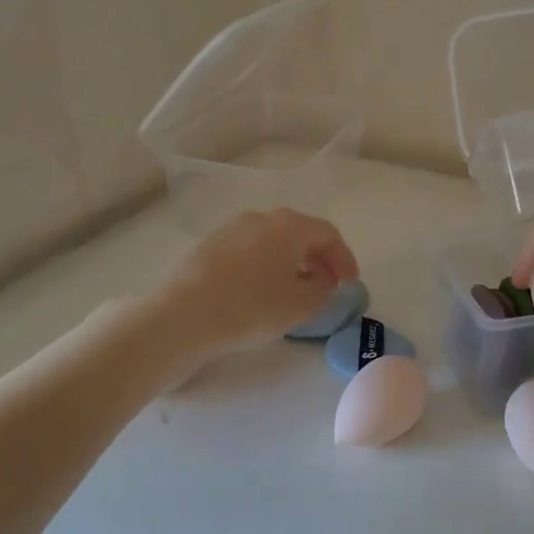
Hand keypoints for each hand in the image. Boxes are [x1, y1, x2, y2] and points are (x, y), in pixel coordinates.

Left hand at [150, 208, 359, 359]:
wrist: (184, 315)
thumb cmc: (251, 307)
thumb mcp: (300, 306)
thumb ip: (322, 292)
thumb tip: (321, 283)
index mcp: (290, 225)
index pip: (328, 235)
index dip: (344, 259)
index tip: (350, 284)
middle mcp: (262, 218)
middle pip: (300, 233)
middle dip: (318, 259)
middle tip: (327, 285)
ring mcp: (232, 229)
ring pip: (273, 241)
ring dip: (291, 262)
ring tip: (295, 290)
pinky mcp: (209, 245)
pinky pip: (249, 251)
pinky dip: (265, 266)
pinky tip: (261, 291)